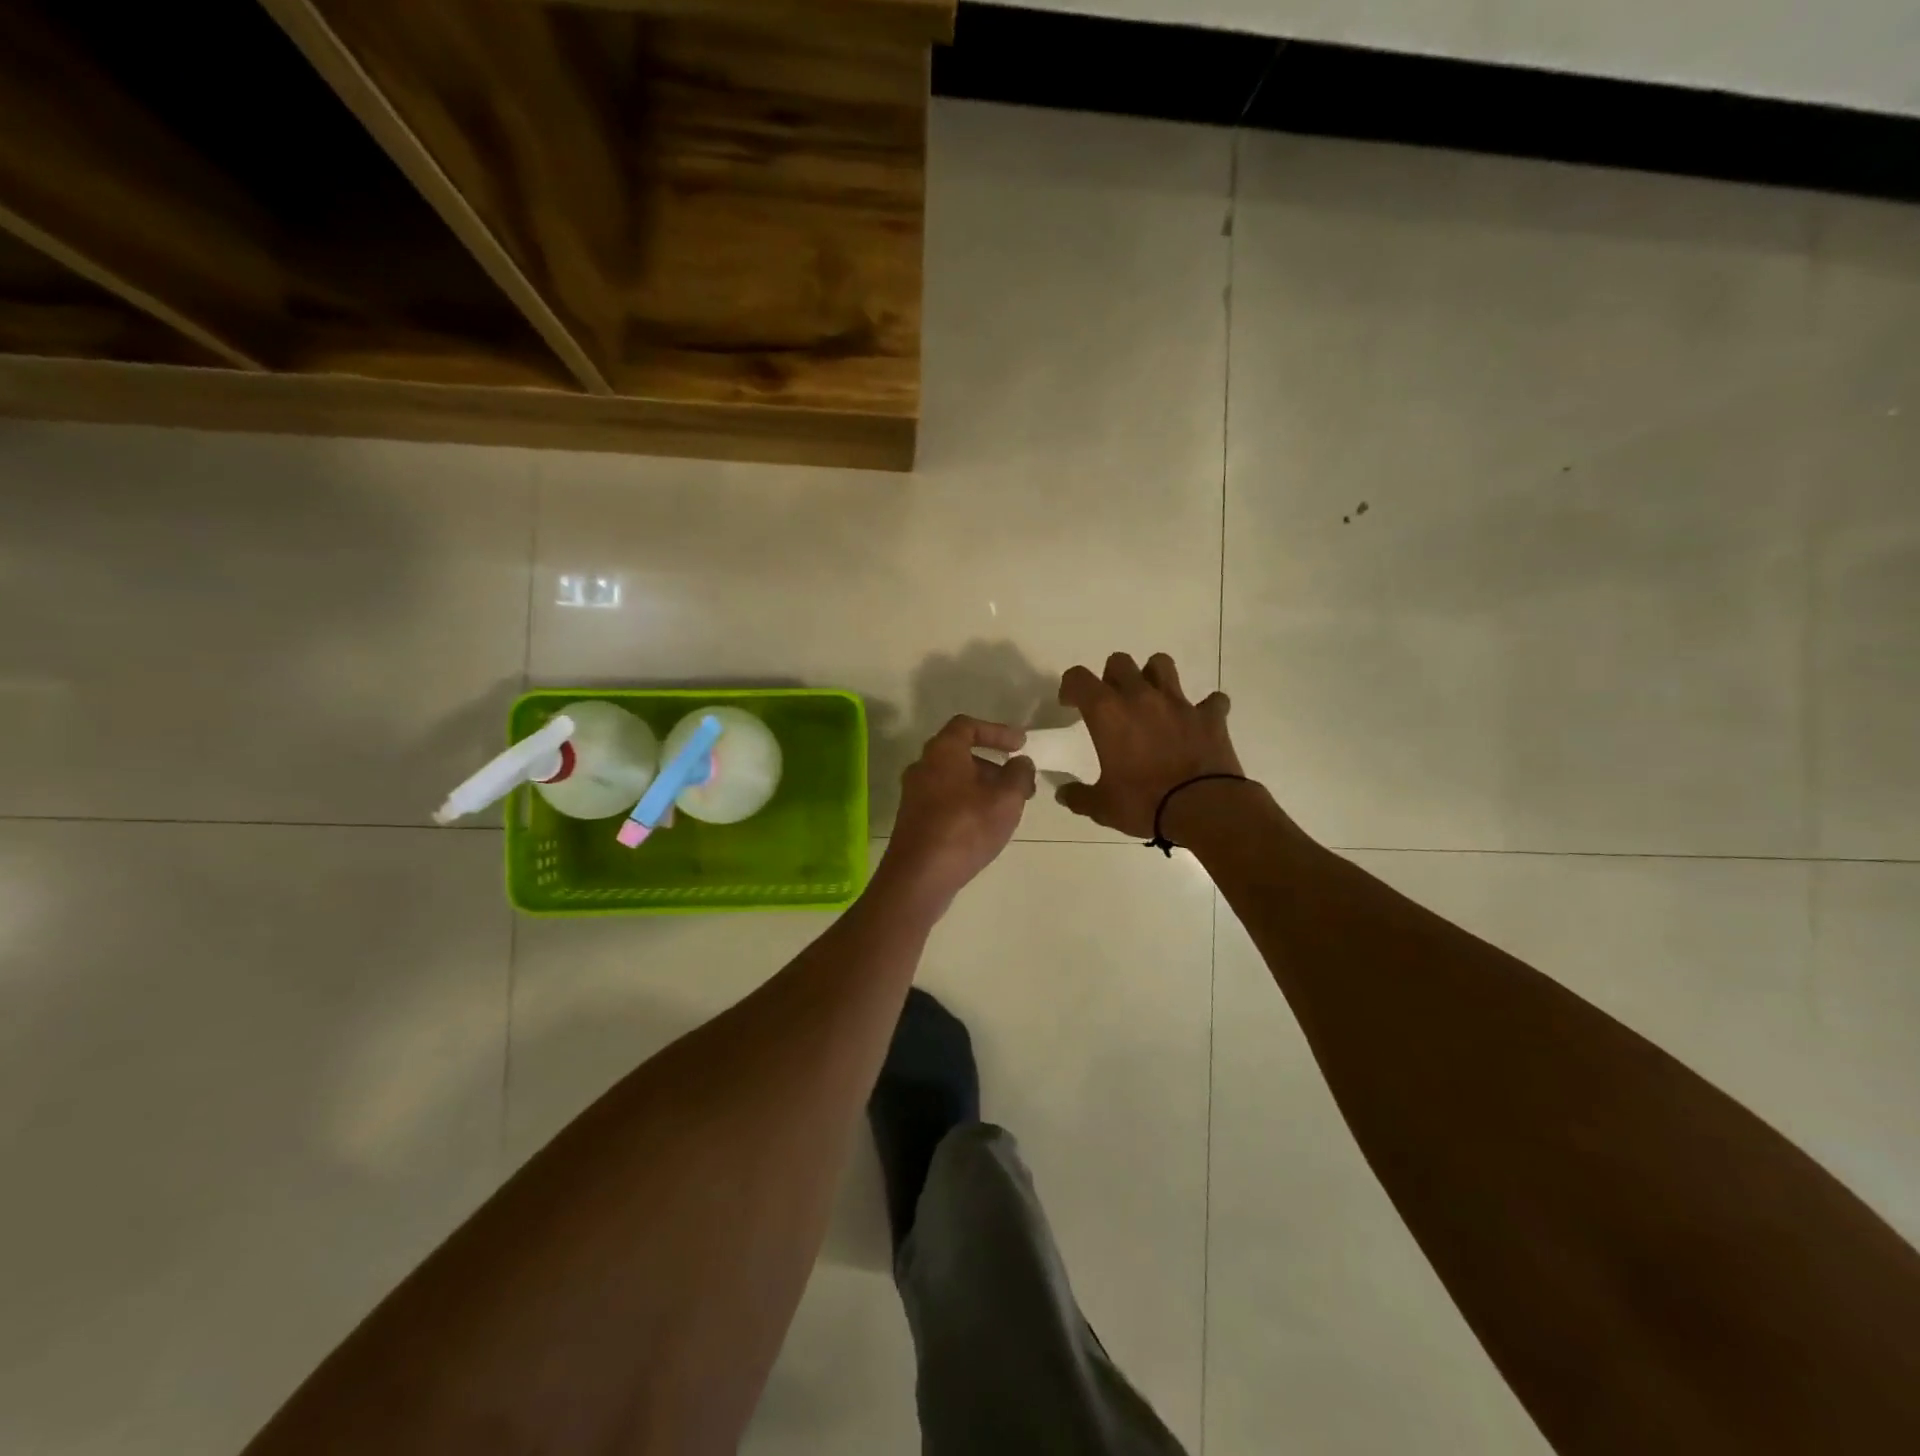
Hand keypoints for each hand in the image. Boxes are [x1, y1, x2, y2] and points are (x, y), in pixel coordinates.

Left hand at [881, 715, 1036, 909]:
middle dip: (993, 764)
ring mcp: (914, 794)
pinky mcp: (913, 820)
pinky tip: (985, 825)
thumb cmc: (965, 828)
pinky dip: (967, 802)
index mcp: (942, 751)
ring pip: (953, 779)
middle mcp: (923, 766)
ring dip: (982, 785)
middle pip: (960, 753)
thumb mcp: (1006, 799)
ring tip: (1008, 806)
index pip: (967, 726)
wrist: (919, 876)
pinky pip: (944, 800)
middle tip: (1018, 780)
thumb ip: (1019, 775)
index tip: (1020, 745)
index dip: (996, 731)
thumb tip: (1021, 763)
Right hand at [1056, 653, 1242, 839]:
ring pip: (1162, 664)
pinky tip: (1198, 723)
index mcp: (1107, 713)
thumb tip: (1064, 794)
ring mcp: (1178, 703)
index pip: (1079, 678)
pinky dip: (1204, 709)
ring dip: (1153, 676)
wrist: (1203, 808)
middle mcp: (1141, 697)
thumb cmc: (1144, 803)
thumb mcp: (1102, 807)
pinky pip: (1211, 701)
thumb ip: (1079, 796)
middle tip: (1112, 704)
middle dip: (1111, 677)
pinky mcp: (1210, 716)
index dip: (1070, 687)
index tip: (1070, 705)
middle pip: (1120, 662)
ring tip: (1152, 699)